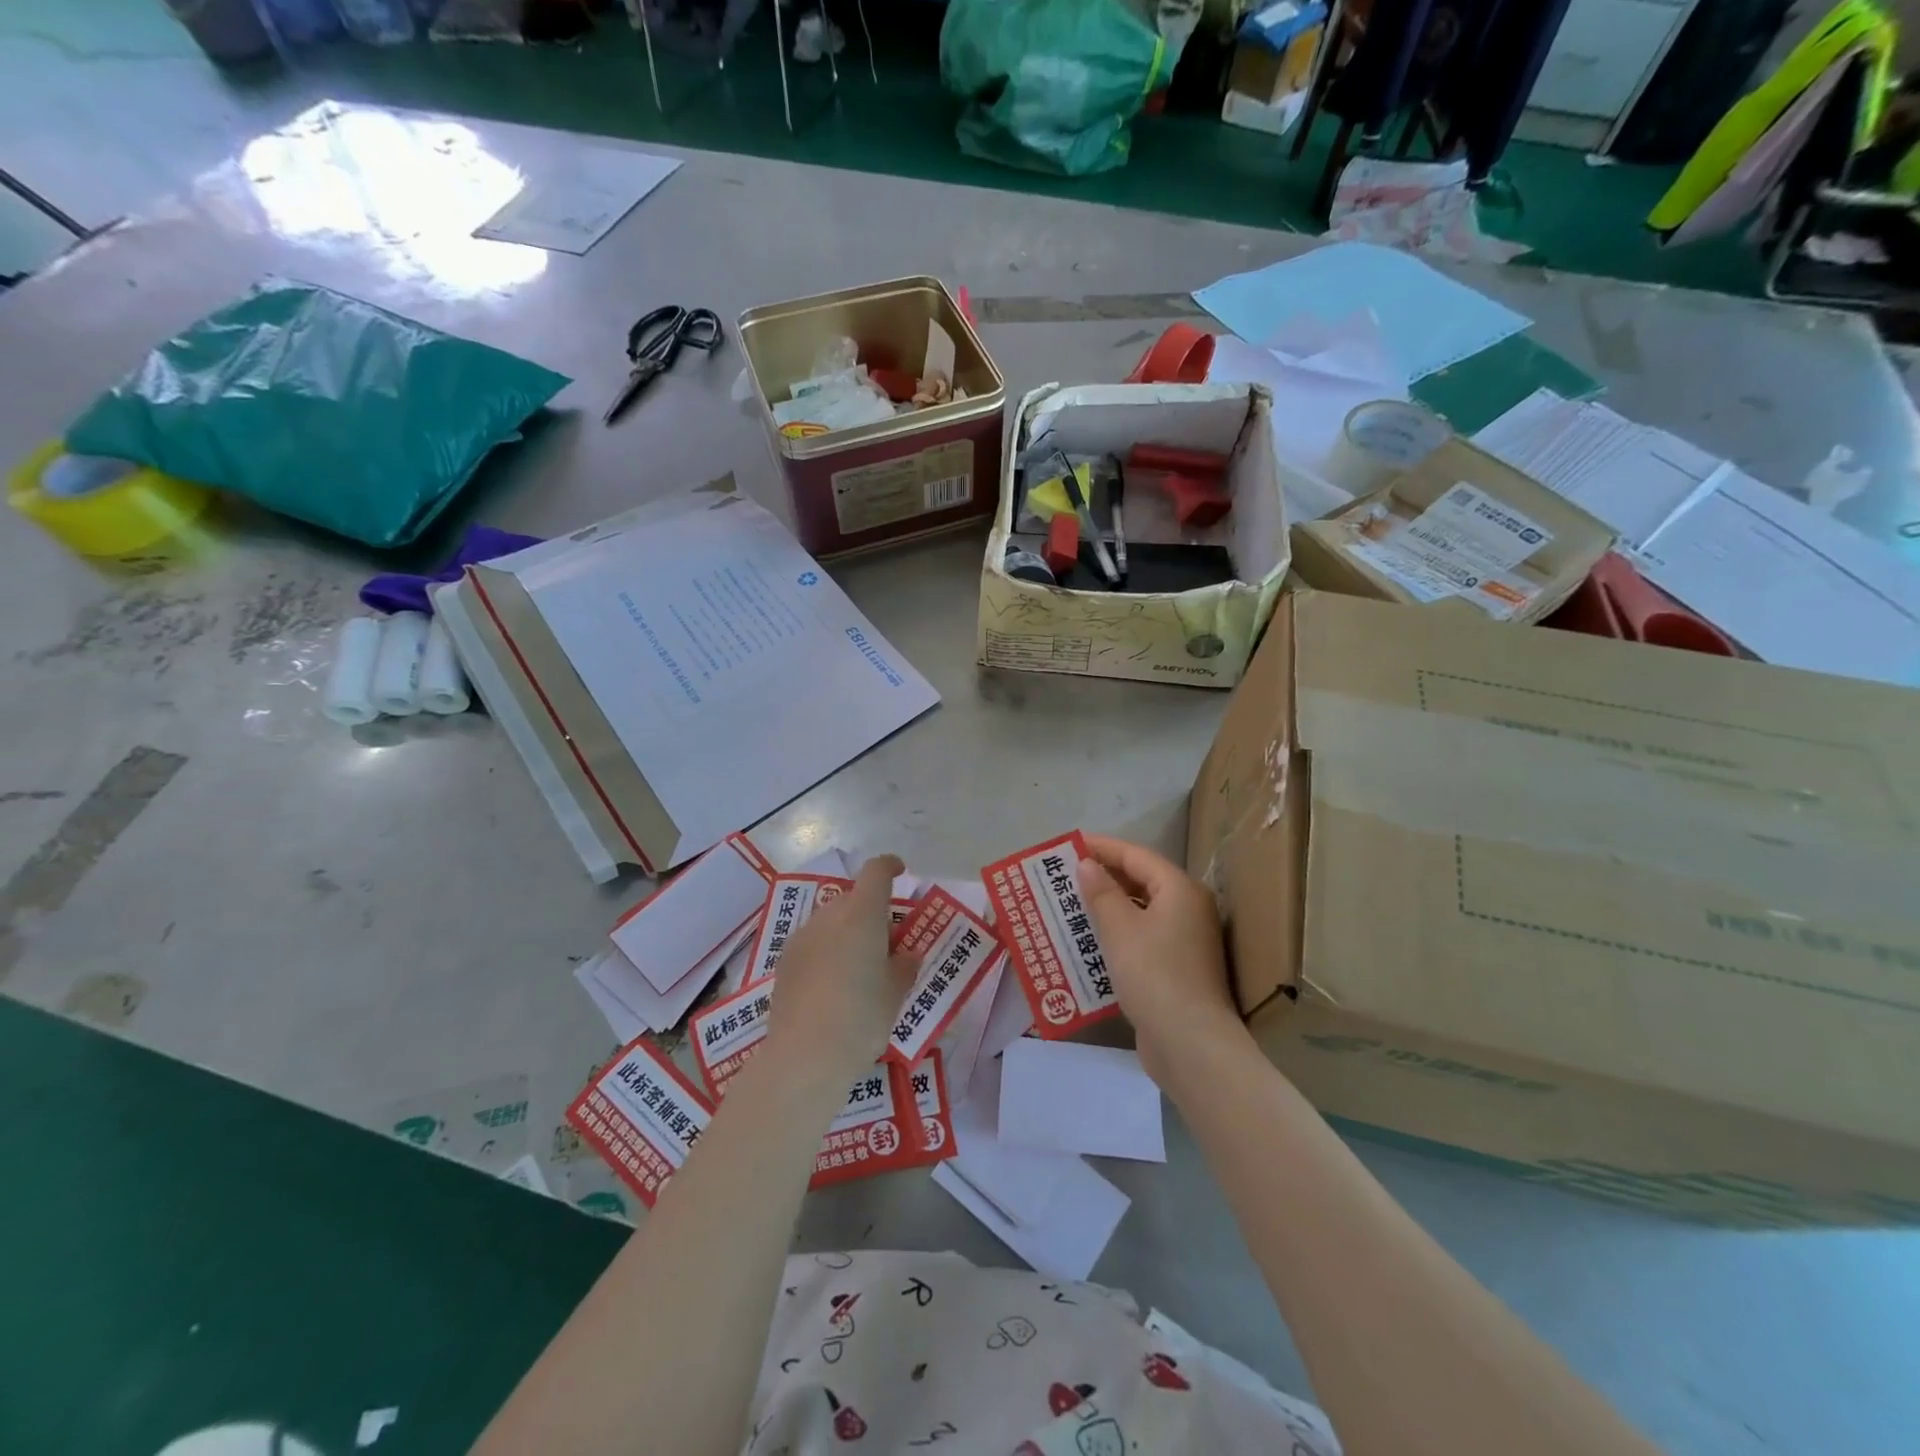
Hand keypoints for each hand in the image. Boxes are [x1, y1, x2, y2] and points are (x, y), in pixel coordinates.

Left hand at [760, 855, 917, 1089]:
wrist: (804, 1056)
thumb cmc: (861, 1018)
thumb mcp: (895, 993)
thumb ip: (904, 966)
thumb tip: (906, 953)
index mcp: (862, 914)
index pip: (876, 871)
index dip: (890, 866)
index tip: (900, 871)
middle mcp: (829, 916)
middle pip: (852, 898)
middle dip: (871, 911)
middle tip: (887, 942)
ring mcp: (802, 937)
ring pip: (830, 921)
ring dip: (847, 932)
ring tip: (859, 968)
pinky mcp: (784, 961)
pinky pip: (813, 943)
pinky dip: (827, 951)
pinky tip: (832, 985)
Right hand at [1078, 833, 1247, 1081]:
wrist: (1190, 1044)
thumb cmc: (1154, 974)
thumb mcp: (1120, 928)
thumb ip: (1101, 892)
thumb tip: (1088, 864)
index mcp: (1179, 890)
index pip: (1136, 856)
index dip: (1102, 847)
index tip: (1069, 845)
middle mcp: (1188, 909)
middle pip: (1140, 882)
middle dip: (1102, 878)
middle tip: (1064, 876)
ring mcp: (1185, 941)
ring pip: (1139, 912)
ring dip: (1106, 908)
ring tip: (1069, 906)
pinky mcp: (1176, 969)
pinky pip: (1141, 939)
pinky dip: (1115, 935)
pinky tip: (1088, 943)